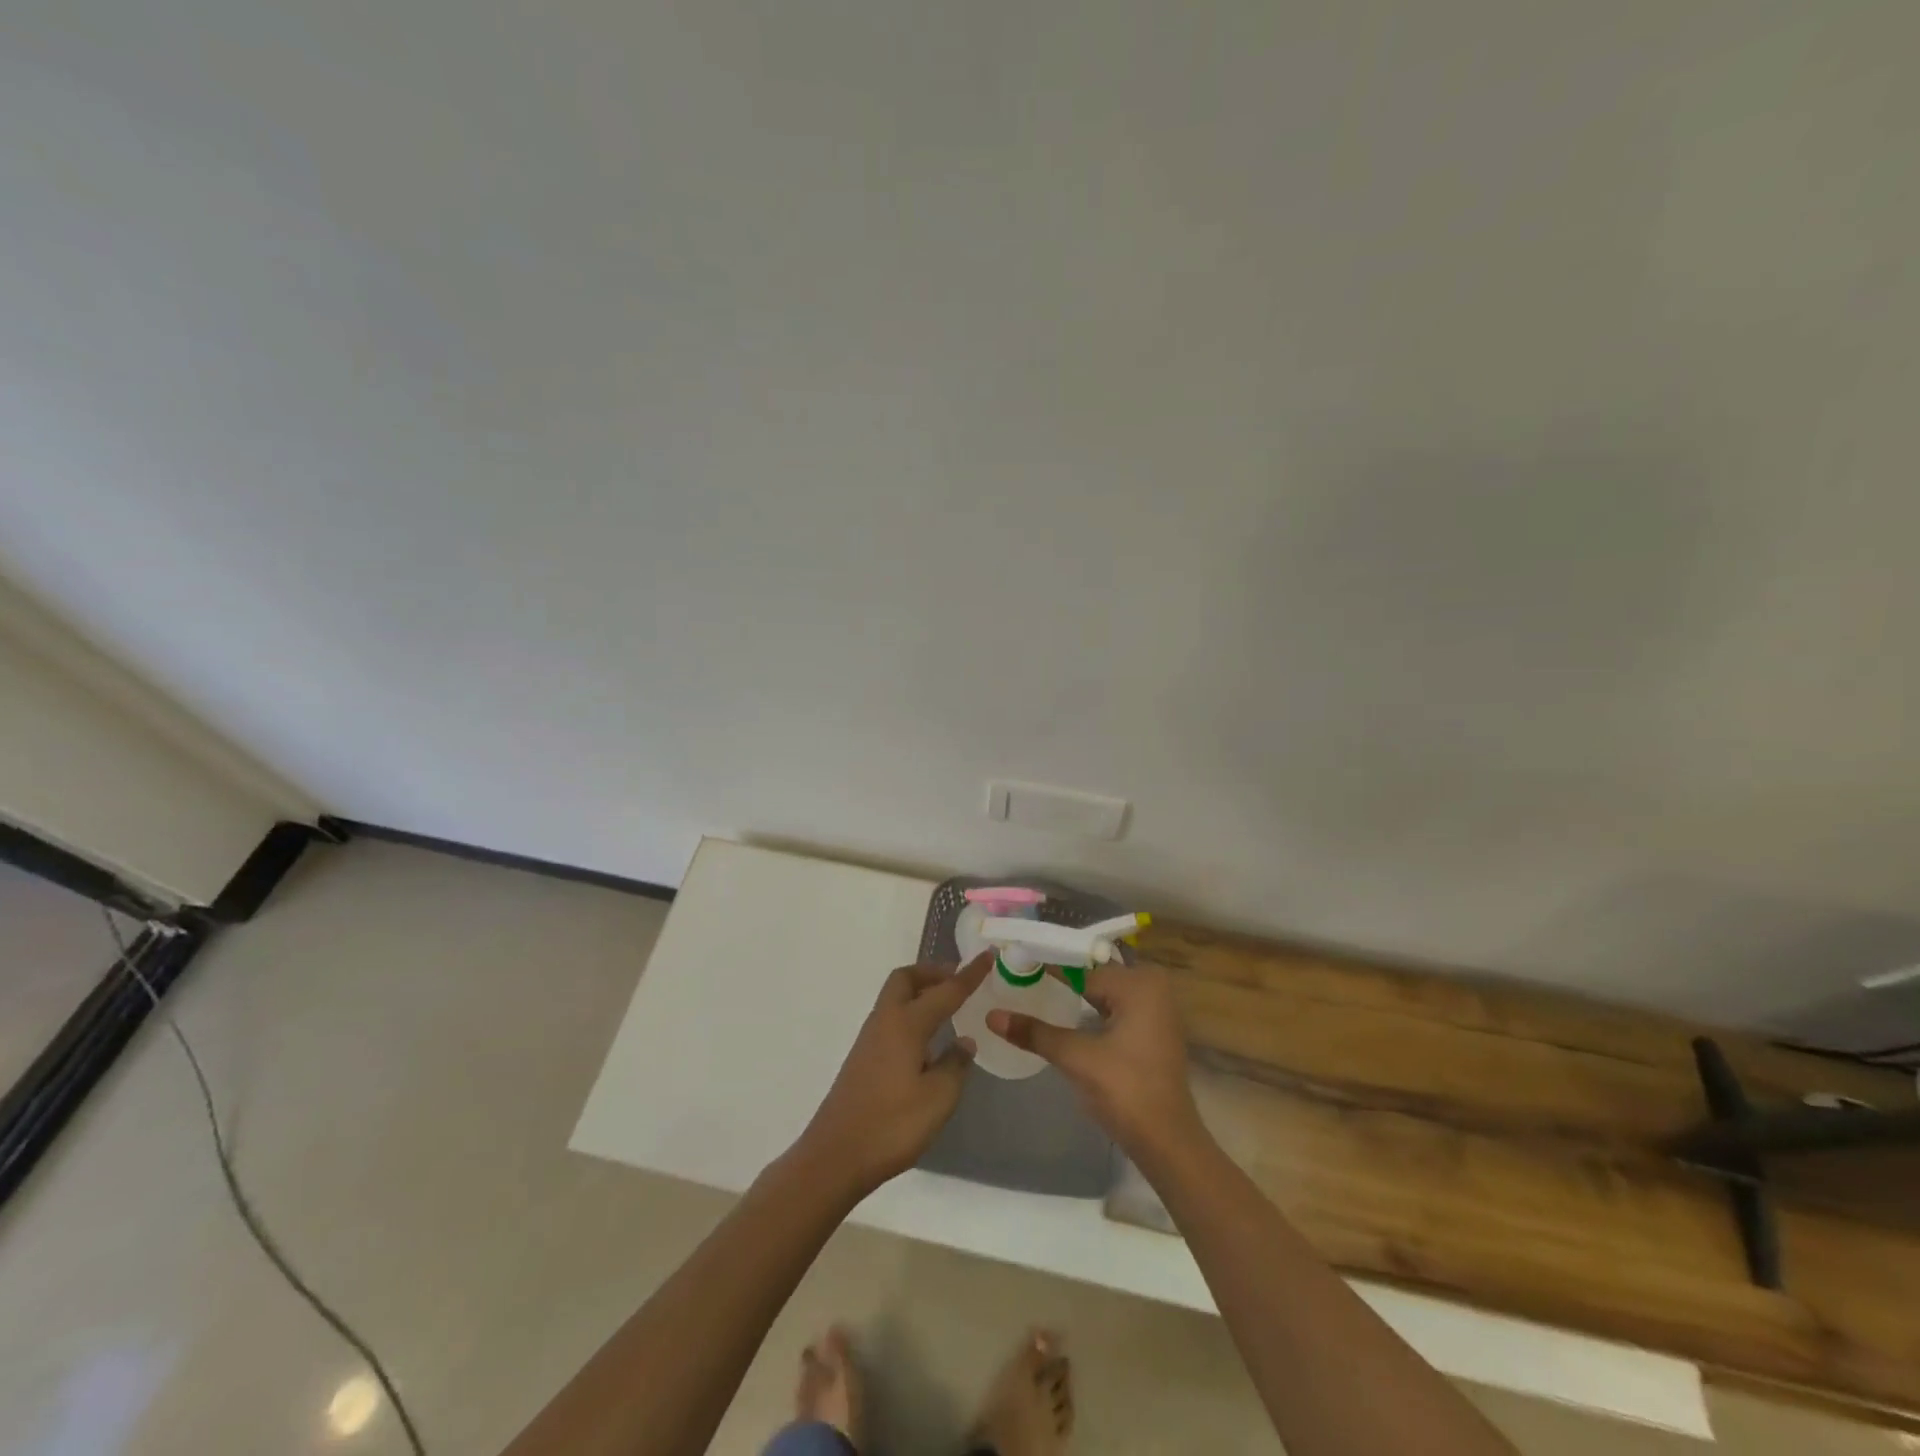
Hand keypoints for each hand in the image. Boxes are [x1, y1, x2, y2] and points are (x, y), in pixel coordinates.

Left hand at [792, 951, 994, 1197]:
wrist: (835, 1156)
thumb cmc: (891, 1125)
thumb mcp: (938, 1099)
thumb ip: (955, 1065)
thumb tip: (963, 1042)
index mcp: (906, 1024)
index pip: (945, 991)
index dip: (969, 974)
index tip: (988, 956)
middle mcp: (885, 1021)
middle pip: (907, 979)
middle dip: (934, 973)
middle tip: (959, 981)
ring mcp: (870, 1039)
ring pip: (896, 998)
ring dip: (921, 992)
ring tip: (948, 1007)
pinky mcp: (863, 1058)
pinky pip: (892, 1018)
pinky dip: (912, 1013)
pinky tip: (927, 1040)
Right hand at [986, 962, 1202, 1161]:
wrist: (1168, 1143)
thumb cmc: (1126, 1091)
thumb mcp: (1076, 1058)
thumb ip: (1035, 1032)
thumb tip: (991, 1016)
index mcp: (1140, 983)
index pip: (1081, 968)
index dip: (1046, 968)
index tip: (1013, 964)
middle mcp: (1153, 987)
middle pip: (1092, 977)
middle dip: (1057, 981)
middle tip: (1016, 979)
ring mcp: (1157, 1009)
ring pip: (1103, 994)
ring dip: (1072, 997)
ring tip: (1032, 994)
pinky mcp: (1154, 1031)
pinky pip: (1115, 1009)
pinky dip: (1090, 1012)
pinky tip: (1063, 1018)